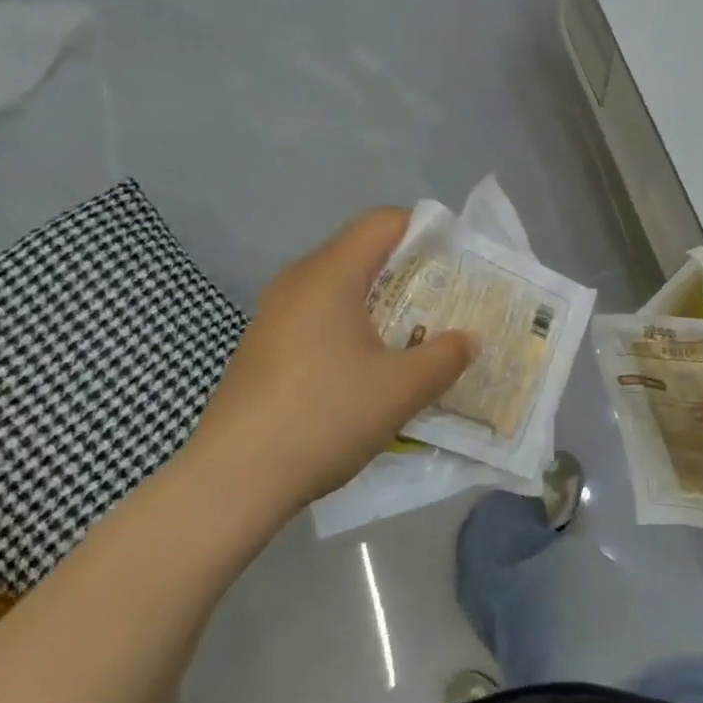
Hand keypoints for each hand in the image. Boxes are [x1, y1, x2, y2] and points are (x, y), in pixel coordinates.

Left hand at [183, 208, 477, 514]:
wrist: (233, 480)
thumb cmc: (324, 416)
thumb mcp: (401, 389)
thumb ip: (446, 356)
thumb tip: (469, 339)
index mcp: (329, 275)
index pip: (383, 222)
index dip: (425, 230)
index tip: (458, 260)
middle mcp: (297, 282)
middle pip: (361, 252)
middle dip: (409, 271)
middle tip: (446, 301)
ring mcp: (273, 316)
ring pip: (339, 288)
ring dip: (381, 303)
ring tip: (415, 336)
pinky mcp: (263, 348)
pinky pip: (318, 317)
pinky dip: (352, 327)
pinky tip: (369, 369)